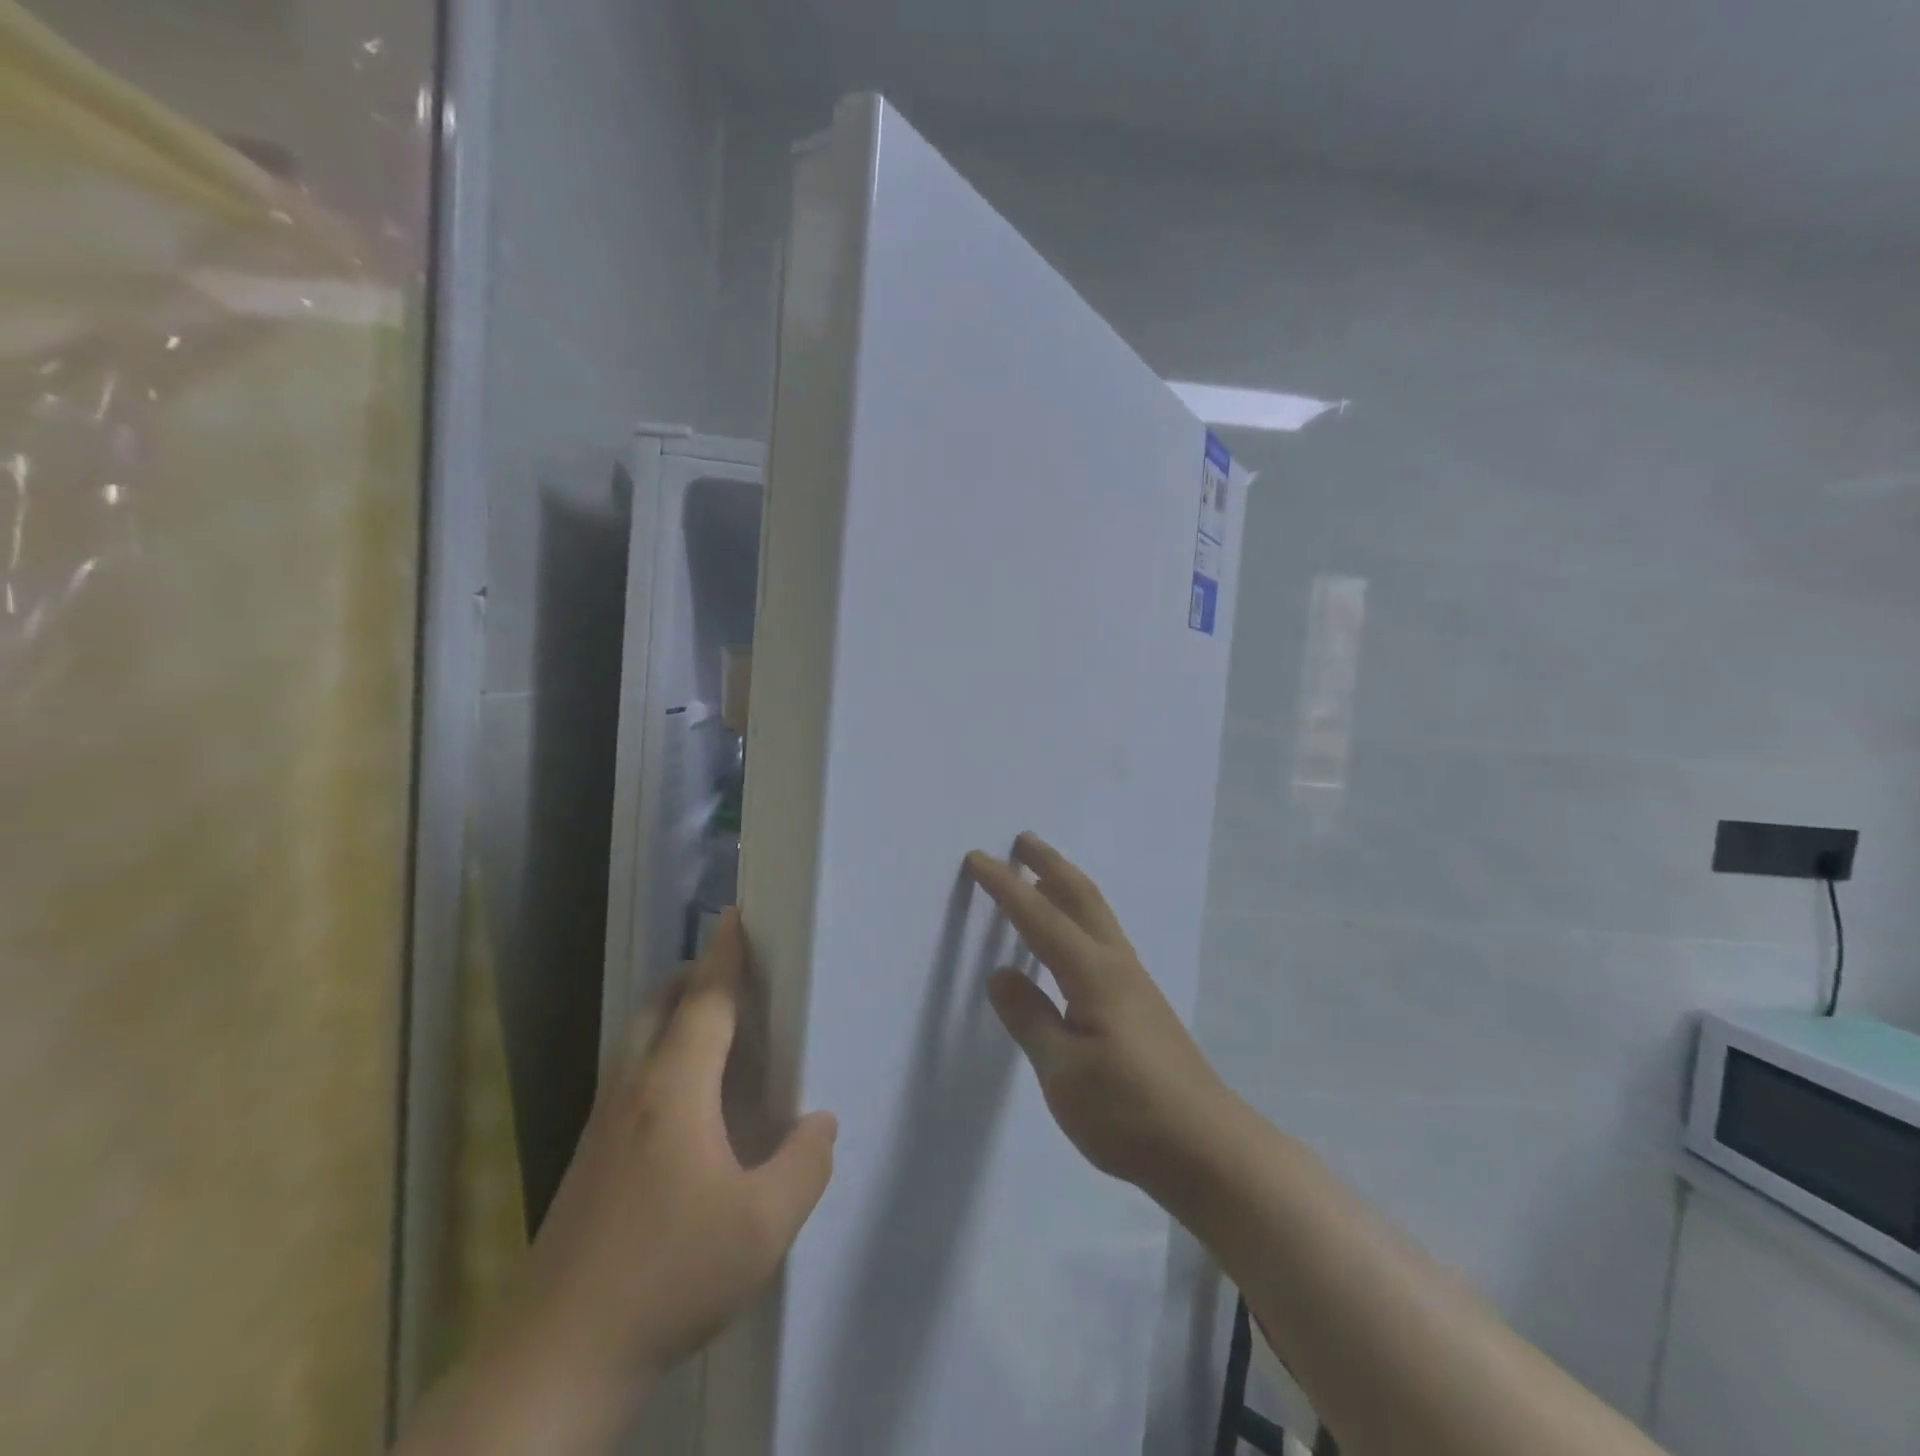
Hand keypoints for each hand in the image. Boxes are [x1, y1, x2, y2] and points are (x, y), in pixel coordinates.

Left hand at [511, 909, 836, 1392]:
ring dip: (673, 1015)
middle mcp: (633, 1090)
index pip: (705, 1001)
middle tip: (733, 976)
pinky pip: (630, 1076)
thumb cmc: (669, 1275)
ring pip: (637, 1041)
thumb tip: (820, 1122)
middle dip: (692, 976)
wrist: (555, 1359)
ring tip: (715, 1031)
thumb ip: (805, 1166)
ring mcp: (602, 1124)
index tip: (736, 915)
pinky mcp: (588, 1158)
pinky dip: (660, 1054)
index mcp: (675, 1090)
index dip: (725, 955)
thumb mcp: (763, 1228)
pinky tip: (685, 1104)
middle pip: (658, 1006)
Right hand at [965, 834, 1233, 1205]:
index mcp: (1094, 975)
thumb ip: (1030, 1018)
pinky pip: (1103, 937)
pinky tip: (1073, 936)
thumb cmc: (1129, 1112)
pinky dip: (1080, 915)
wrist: (1208, 1148)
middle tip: (1021, 839)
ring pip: (1097, 915)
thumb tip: (1001, 975)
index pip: (1040, 918)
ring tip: (1043, 873)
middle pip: (1080, 897)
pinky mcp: (1142, 1003)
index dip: (1006, 887)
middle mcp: (1117, 965)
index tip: (978, 858)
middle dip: (1049, 864)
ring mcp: (1135, 983)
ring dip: (1067, 885)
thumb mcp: (1064, 1073)